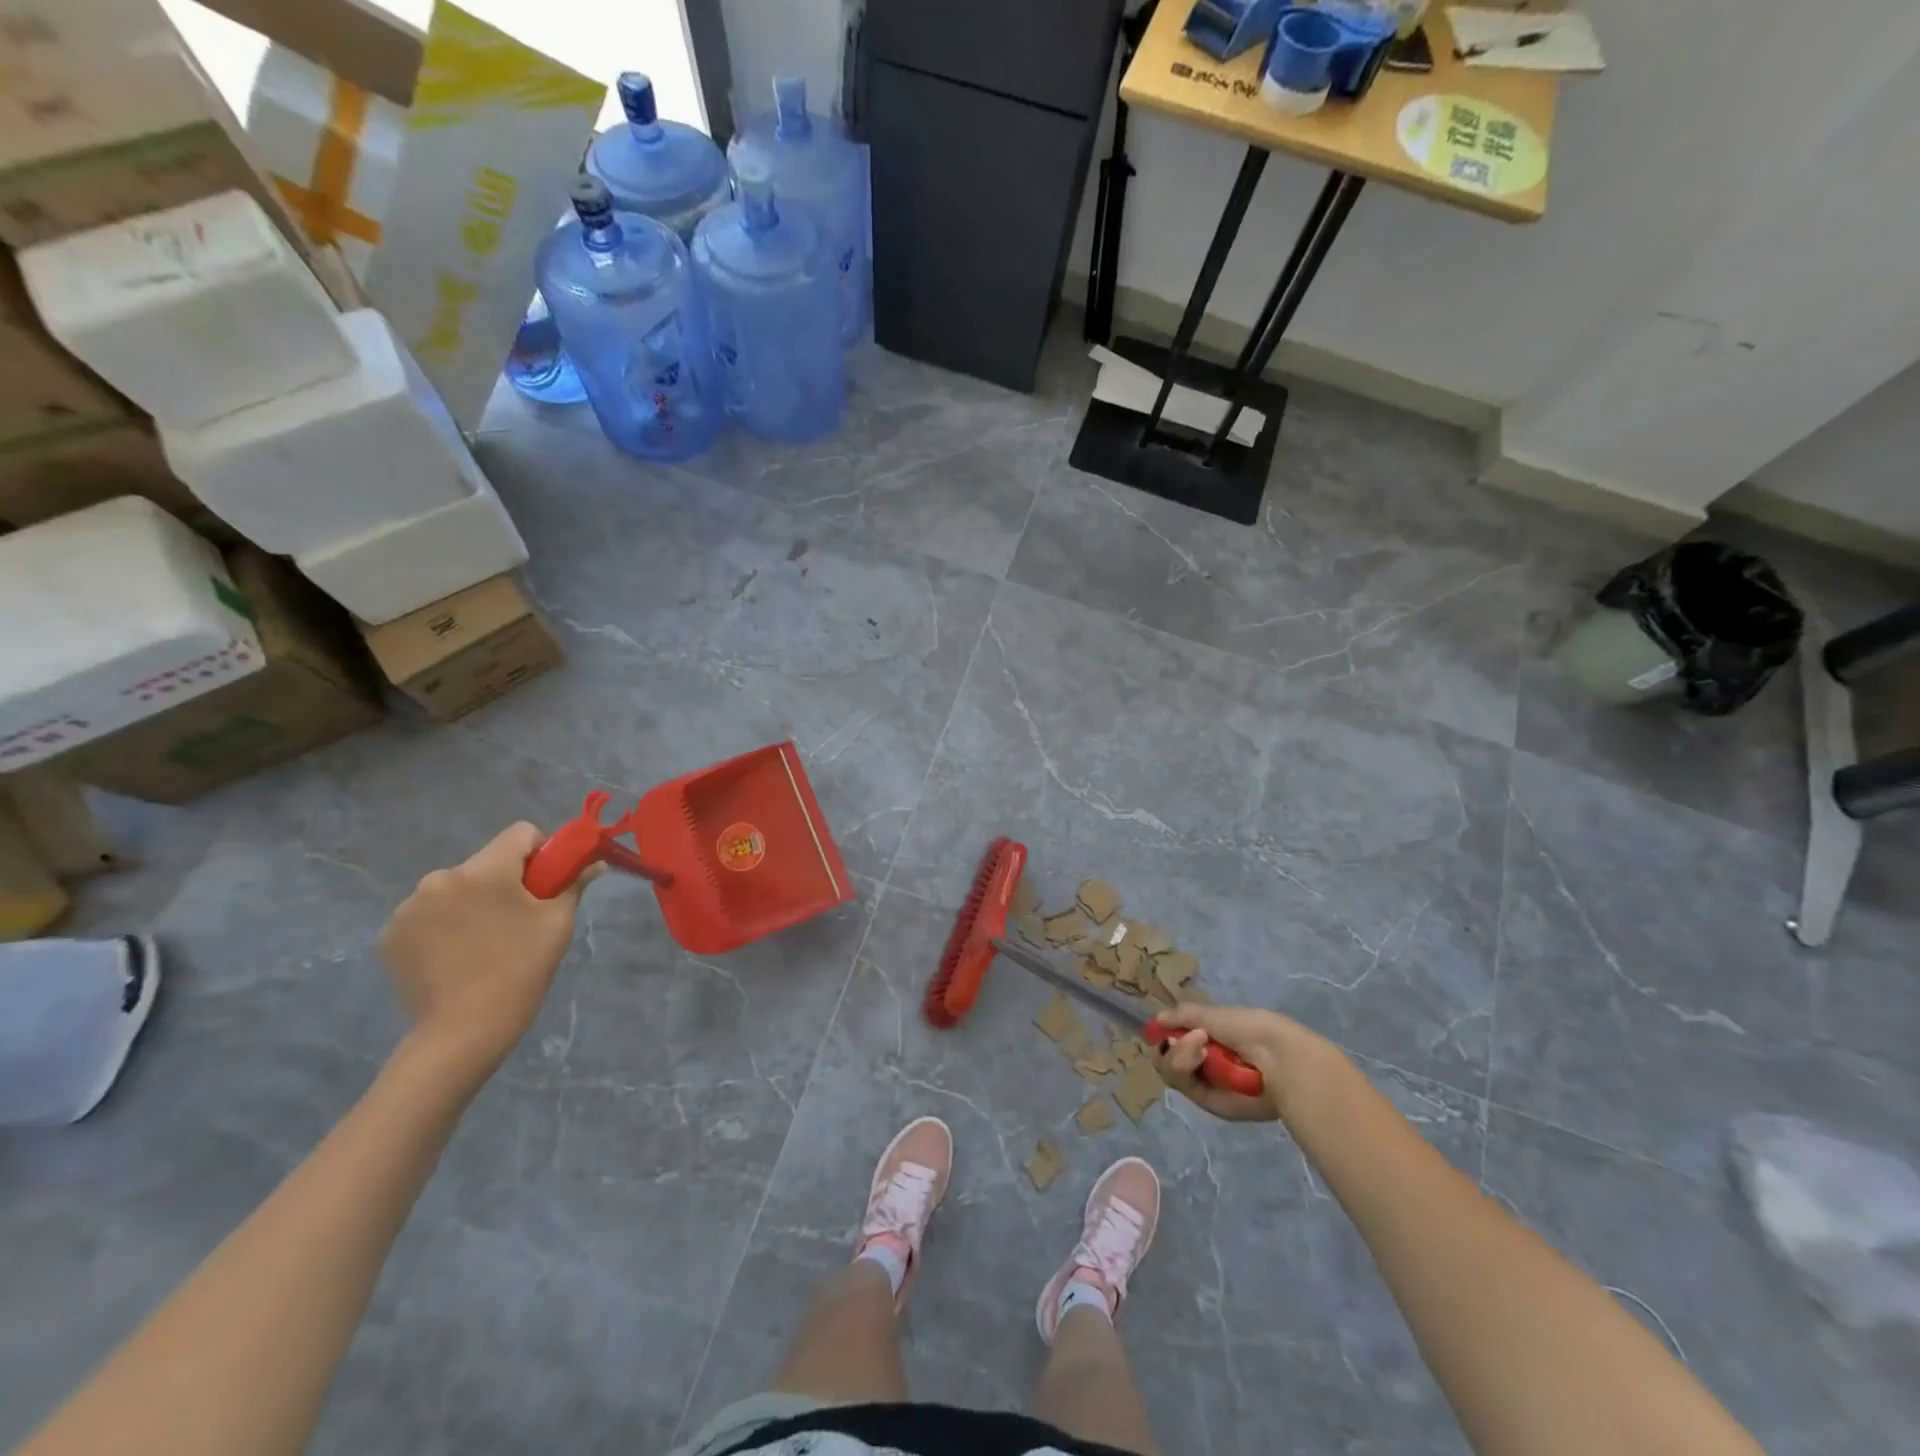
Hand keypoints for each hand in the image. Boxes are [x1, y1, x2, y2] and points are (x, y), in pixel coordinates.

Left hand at [379, 823, 597, 1079]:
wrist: (462, 1033)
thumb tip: (595, 862)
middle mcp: (441, 878)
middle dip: (505, 882)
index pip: (521, 833)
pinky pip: (429, 913)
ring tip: (484, 943)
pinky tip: (455, 956)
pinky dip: (445, 925)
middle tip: (519, 921)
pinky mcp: (390, 935)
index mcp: (485, 871)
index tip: (547, 884)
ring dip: (472, 903)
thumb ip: (574, 883)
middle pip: (487, 862)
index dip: (542, 852)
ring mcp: (409, 907)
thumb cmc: (520, 971)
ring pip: (456, 888)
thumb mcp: (557, 924)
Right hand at [1150, 1002, 1334, 1122]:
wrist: (1276, 1058)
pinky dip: (1185, 1066)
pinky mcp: (1208, 1102)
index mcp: (1209, 1038)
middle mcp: (1204, 1061)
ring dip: (1179, 1053)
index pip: (1174, 1039)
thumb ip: (1182, 1016)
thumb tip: (1157, 1020)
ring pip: (1170, 1070)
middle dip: (1172, 1045)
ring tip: (1200, 1046)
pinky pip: (1181, 1084)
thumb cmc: (1248, 1028)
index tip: (1160, 1029)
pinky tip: (1201, 1056)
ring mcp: (1205, 1082)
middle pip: (1166, 1057)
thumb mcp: (1211, 1013)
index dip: (1164, 1034)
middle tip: (1191, 1038)